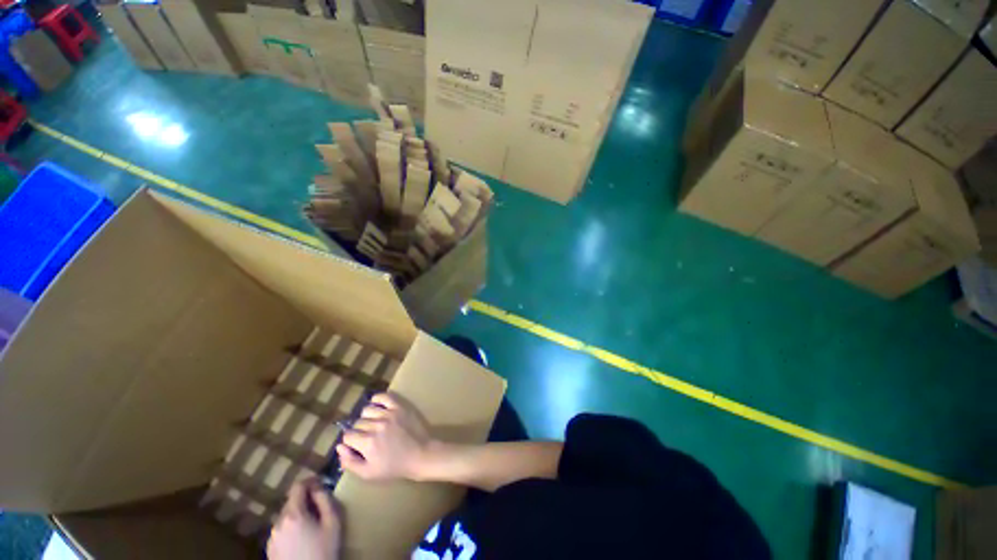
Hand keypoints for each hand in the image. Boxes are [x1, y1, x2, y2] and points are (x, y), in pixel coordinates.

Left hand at [267, 478, 341, 559]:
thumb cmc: (323, 550)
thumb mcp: (332, 522)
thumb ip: (325, 500)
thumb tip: (319, 486)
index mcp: (293, 513)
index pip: (298, 486)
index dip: (310, 480)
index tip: (320, 482)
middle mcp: (278, 522)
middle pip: (291, 501)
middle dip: (305, 499)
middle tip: (320, 506)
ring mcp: (272, 537)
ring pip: (286, 516)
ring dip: (298, 514)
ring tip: (312, 524)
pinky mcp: (270, 549)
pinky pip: (281, 530)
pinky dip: (291, 527)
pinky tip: (302, 538)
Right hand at [337, 392, 434, 480]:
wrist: (419, 455)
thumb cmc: (394, 467)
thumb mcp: (368, 474)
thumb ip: (349, 462)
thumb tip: (339, 447)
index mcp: (367, 443)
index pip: (347, 436)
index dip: (350, 442)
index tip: (356, 446)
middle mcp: (376, 425)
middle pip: (357, 424)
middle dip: (359, 431)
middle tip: (367, 438)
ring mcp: (389, 414)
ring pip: (367, 410)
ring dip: (367, 417)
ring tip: (373, 424)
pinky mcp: (399, 407)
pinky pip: (383, 397)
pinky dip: (377, 399)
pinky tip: (376, 406)